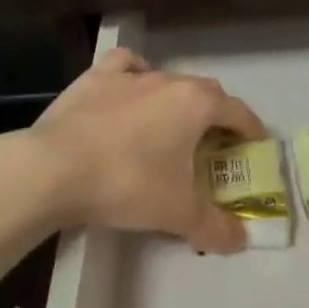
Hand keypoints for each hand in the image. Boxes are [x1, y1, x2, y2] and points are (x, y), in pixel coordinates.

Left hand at [28, 46, 267, 252]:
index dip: (250, 128)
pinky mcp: (93, 78)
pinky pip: (125, 67)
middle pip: (205, 91)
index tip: (254, 143)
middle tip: (213, 143)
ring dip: (176, 96)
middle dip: (215, 114)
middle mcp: (167, 80)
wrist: (53, 169)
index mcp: (195, 104)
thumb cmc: (126, 183)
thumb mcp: (177, 213)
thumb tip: (240, 241)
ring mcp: (128, 76)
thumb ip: (214, 226)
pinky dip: (135, 75)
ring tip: (170, 121)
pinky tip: (130, 91)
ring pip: (166, 77)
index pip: (237, 111)